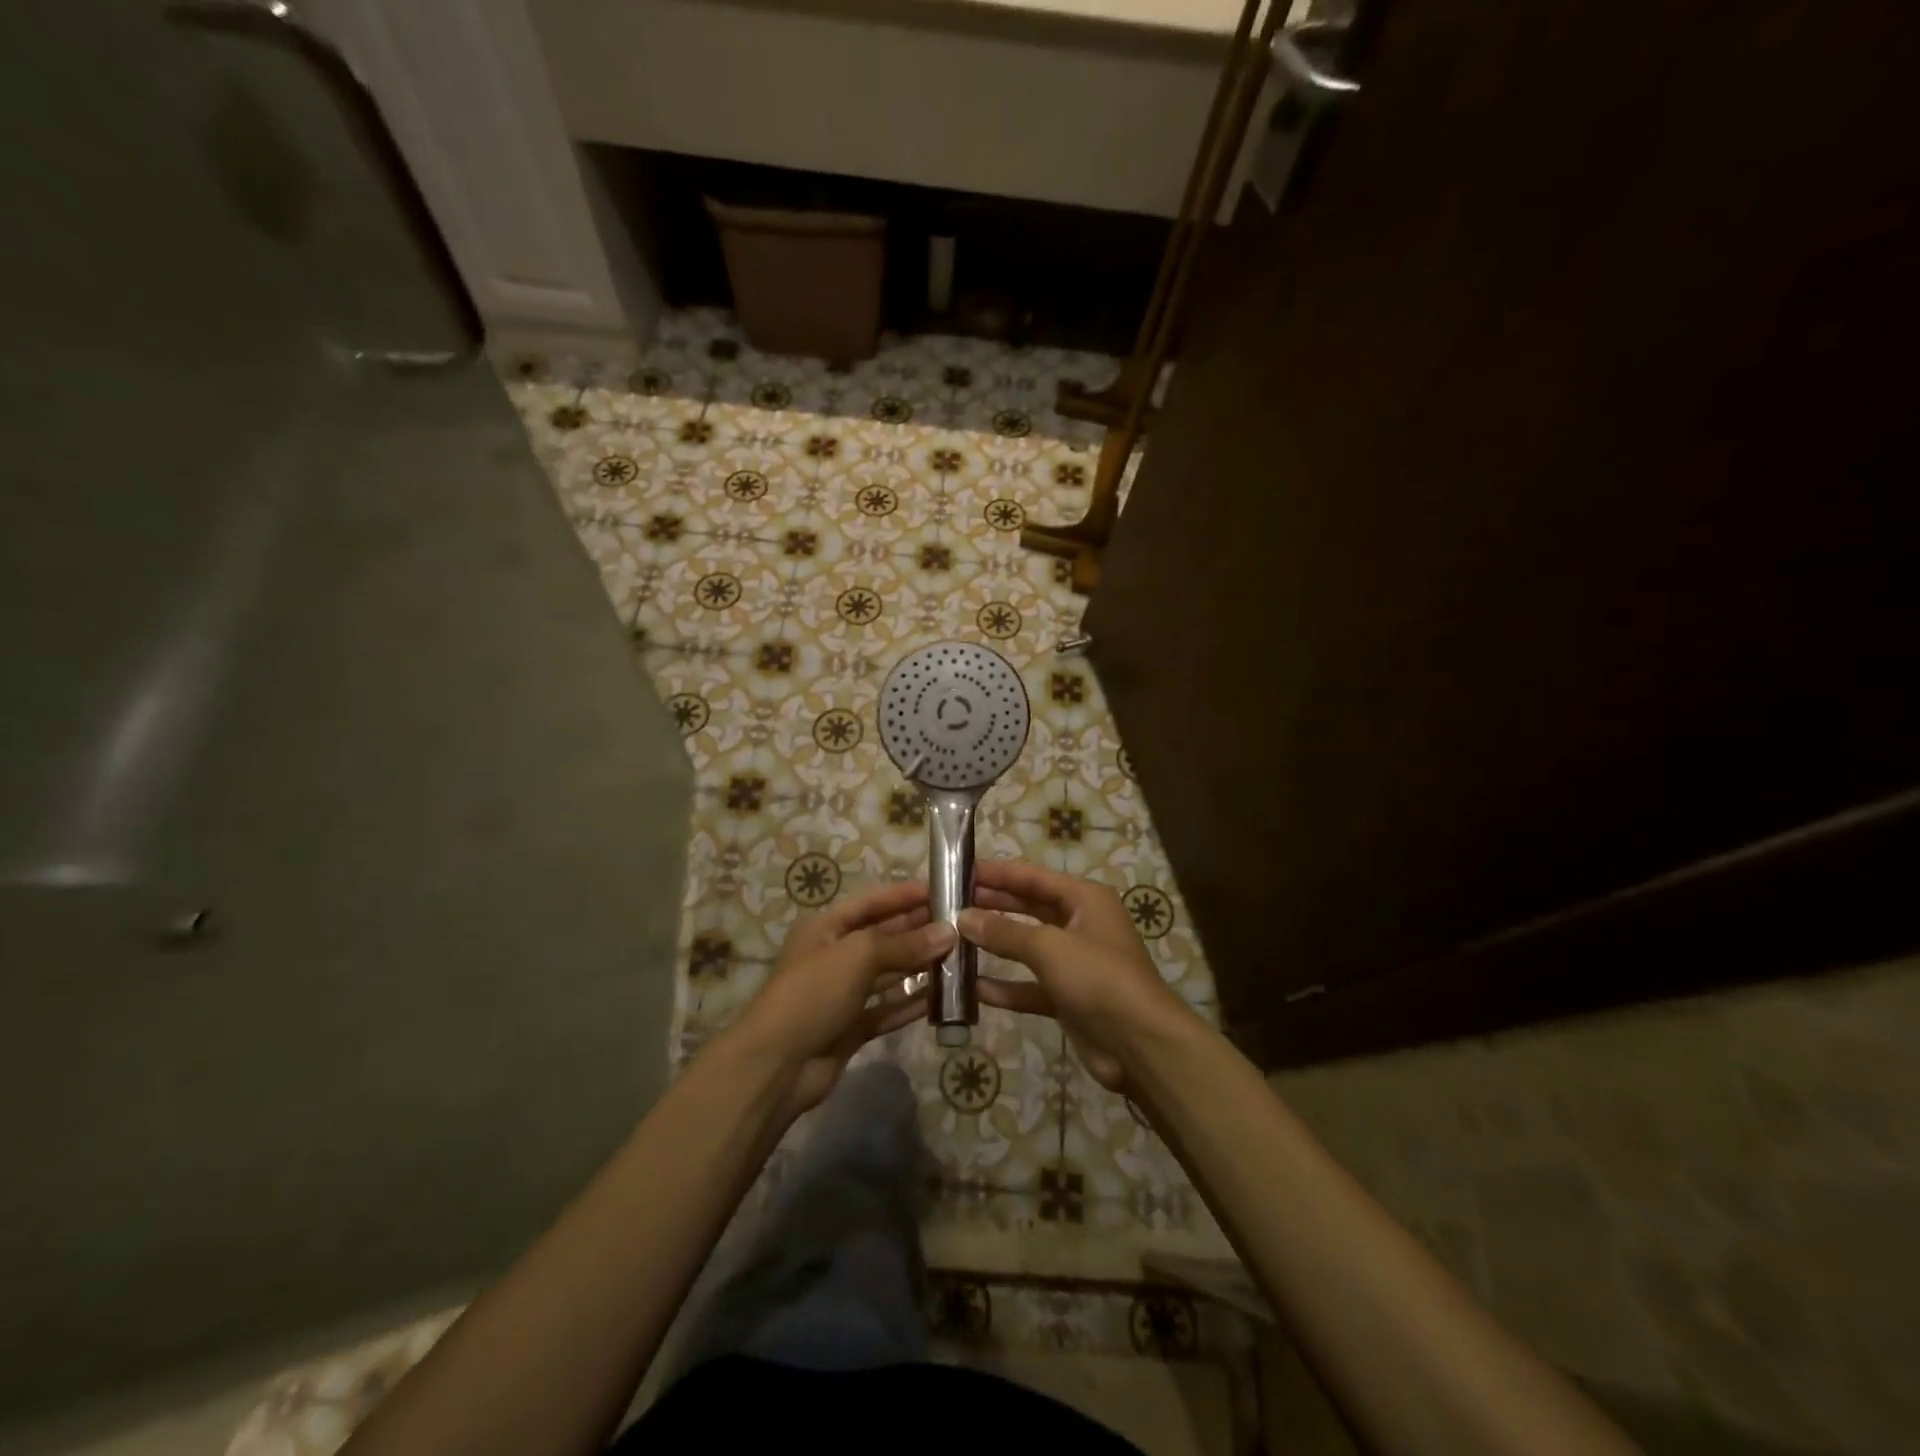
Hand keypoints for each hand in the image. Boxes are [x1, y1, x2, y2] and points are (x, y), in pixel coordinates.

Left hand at [730, 879, 955, 1118]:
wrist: (775, 1066)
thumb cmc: (812, 994)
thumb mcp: (857, 956)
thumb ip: (903, 944)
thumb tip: (948, 933)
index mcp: (825, 928)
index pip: (871, 902)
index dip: (904, 895)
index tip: (942, 888)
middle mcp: (834, 955)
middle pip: (882, 936)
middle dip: (918, 929)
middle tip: (960, 924)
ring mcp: (843, 993)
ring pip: (888, 972)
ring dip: (919, 965)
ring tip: (958, 956)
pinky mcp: (851, 1026)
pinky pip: (887, 1008)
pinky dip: (911, 1002)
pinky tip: (941, 997)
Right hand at [960, 860, 1191, 1092]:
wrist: (1140, 1045)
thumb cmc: (1099, 979)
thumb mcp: (1049, 948)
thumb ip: (1004, 932)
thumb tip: (962, 918)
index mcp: (1085, 900)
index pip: (1033, 877)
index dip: (997, 873)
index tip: (960, 869)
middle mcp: (1080, 925)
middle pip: (1029, 908)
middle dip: (992, 905)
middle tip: (950, 902)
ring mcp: (1074, 963)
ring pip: (1027, 947)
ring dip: (995, 944)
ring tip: (954, 938)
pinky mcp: (1067, 997)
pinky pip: (1029, 985)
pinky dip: (1005, 986)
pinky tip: (973, 988)